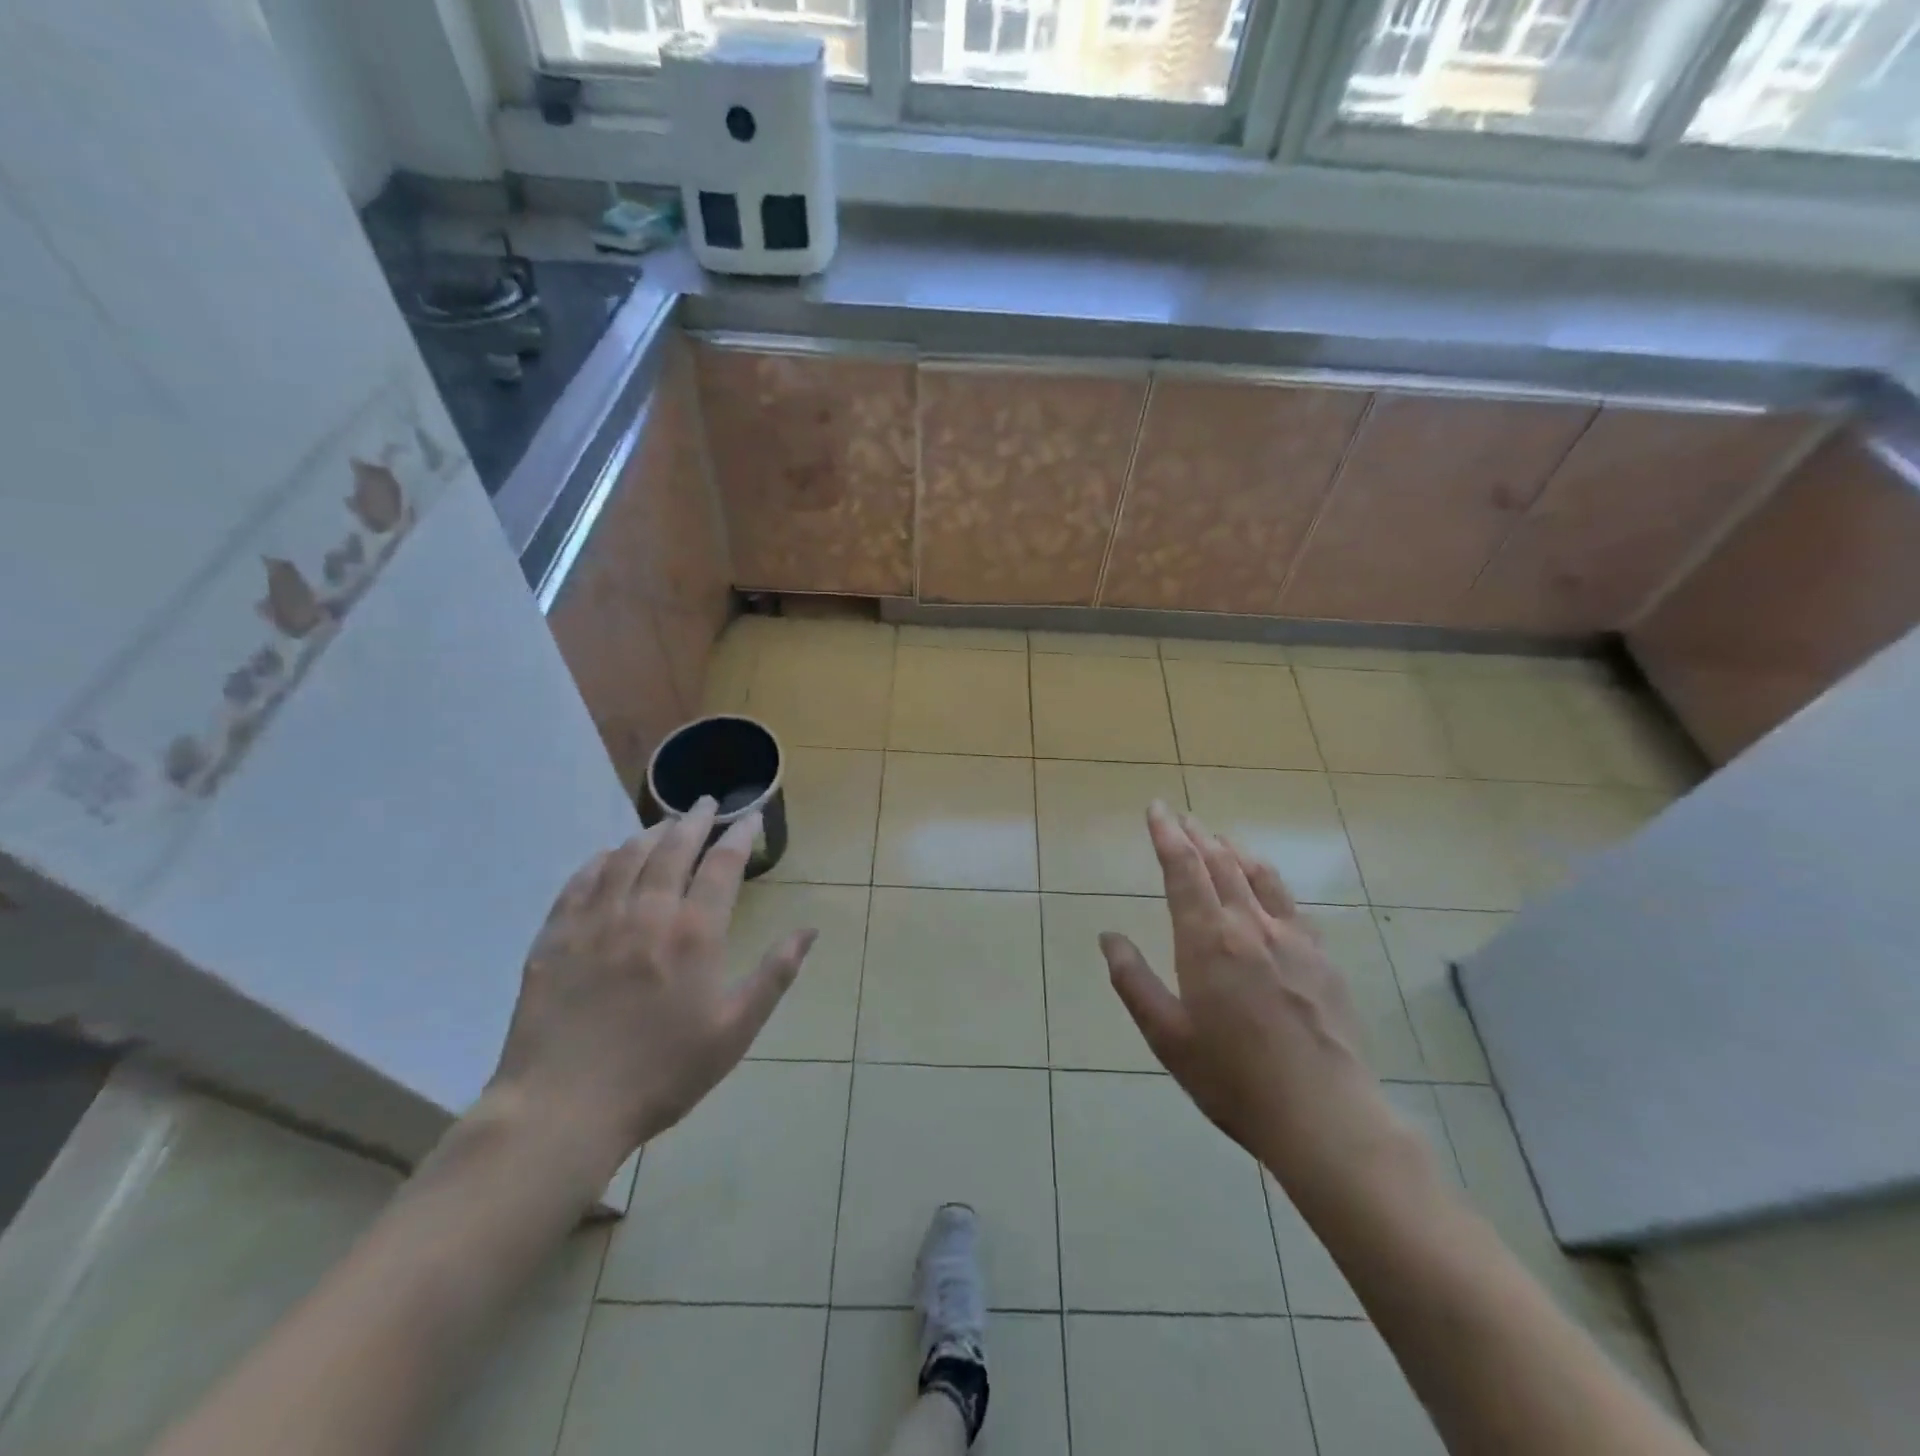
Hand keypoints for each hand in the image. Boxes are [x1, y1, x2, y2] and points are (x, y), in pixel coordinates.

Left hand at [488, 799, 815, 1176]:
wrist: (563, 1109)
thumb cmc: (662, 1073)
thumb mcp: (734, 1031)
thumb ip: (774, 975)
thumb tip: (809, 930)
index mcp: (694, 934)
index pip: (722, 865)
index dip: (739, 835)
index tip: (749, 817)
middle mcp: (646, 913)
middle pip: (673, 849)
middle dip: (694, 820)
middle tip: (706, 803)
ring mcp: (595, 922)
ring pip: (625, 857)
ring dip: (650, 834)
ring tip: (664, 824)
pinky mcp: (555, 938)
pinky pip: (578, 883)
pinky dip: (598, 861)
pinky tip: (606, 856)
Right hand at [1101, 802, 1409, 1200]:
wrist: (1324, 1115)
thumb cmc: (1232, 1078)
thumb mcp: (1167, 1036)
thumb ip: (1134, 981)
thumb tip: (1108, 936)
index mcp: (1207, 940)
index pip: (1183, 869)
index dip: (1167, 834)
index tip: (1156, 808)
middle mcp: (1249, 925)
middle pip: (1220, 862)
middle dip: (1195, 834)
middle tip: (1179, 815)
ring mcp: (1291, 938)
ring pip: (1257, 874)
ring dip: (1231, 849)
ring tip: (1216, 837)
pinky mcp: (1320, 957)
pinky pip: (1288, 901)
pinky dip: (1267, 877)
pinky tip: (1264, 884)